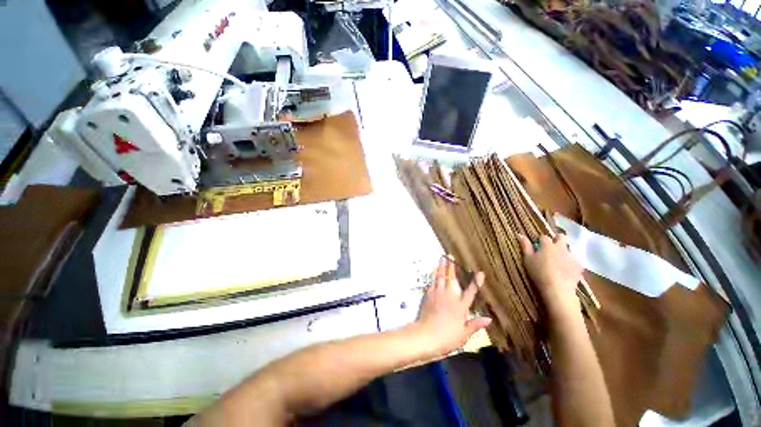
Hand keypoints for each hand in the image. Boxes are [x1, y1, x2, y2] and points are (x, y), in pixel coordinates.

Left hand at [411, 255, 491, 356]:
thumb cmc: (447, 337)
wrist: (426, 335)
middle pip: (452, 278)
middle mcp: (450, 296)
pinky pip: (433, 282)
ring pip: (441, 277)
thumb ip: (475, 325)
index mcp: (461, 306)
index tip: (480, 272)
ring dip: (442, 266)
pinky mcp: (429, 295)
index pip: (471, 292)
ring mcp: (438, 294)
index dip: (476, 282)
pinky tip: (434, 271)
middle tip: (450, 255)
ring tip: (442, 257)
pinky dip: (434, 275)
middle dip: (452, 266)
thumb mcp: (464, 334)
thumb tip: (489, 319)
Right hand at [517, 234, 582, 316]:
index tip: (537, 247)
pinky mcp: (579, 265)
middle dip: (557, 239)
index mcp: (548, 245)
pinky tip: (566, 270)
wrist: (557, 289)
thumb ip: (525, 246)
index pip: (544, 237)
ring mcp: (572, 256)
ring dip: (564, 252)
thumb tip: (519, 234)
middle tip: (551, 249)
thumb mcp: (528, 259)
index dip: (540, 241)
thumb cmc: (539, 273)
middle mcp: (561, 247)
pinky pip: (575, 260)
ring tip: (558, 261)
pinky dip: (570, 262)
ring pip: (569, 248)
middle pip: (561, 237)